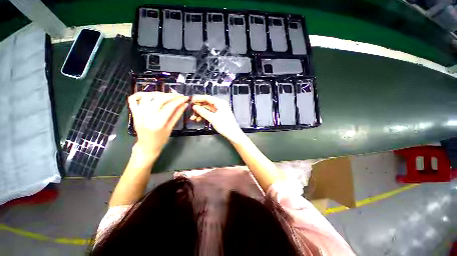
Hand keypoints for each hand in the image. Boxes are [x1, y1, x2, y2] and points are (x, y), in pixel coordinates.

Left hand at [128, 92, 187, 157]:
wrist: (146, 146)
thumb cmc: (161, 139)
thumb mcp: (171, 127)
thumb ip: (177, 114)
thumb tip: (185, 104)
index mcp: (158, 121)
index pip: (170, 106)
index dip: (179, 100)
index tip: (186, 97)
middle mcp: (147, 115)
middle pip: (160, 99)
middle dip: (172, 96)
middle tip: (179, 96)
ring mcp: (138, 112)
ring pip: (149, 96)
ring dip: (160, 93)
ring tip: (168, 96)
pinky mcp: (134, 111)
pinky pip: (133, 98)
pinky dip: (141, 94)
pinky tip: (150, 95)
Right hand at [191, 95, 246, 143]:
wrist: (233, 134)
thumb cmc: (225, 126)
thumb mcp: (212, 118)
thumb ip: (203, 112)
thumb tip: (194, 107)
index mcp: (220, 103)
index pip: (207, 98)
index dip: (198, 98)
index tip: (190, 100)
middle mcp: (220, 105)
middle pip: (207, 103)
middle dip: (198, 107)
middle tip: (190, 110)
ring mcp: (219, 110)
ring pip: (207, 109)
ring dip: (200, 112)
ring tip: (193, 117)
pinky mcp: (219, 115)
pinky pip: (210, 113)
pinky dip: (204, 115)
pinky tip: (198, 119)